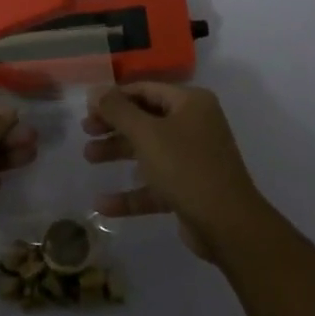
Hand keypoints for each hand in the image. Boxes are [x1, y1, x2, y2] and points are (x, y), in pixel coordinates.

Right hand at [83, 83, 274, 261]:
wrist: (228, 225)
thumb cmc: (186, 167)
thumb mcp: (147, 134)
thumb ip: (118, 110)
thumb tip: (95, 90)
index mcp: (190, 103)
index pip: (145, 90)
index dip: (115, 97)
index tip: (88, 108)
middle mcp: (194, 125)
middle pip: (145, 119)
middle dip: (114, 126)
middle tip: (86, 131)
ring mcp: (193, 158)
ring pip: (148, 150)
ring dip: (118, 153)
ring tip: (88, 158)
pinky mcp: (189, 189)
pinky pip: (155, 184)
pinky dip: (131, 192)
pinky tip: (103, 204)